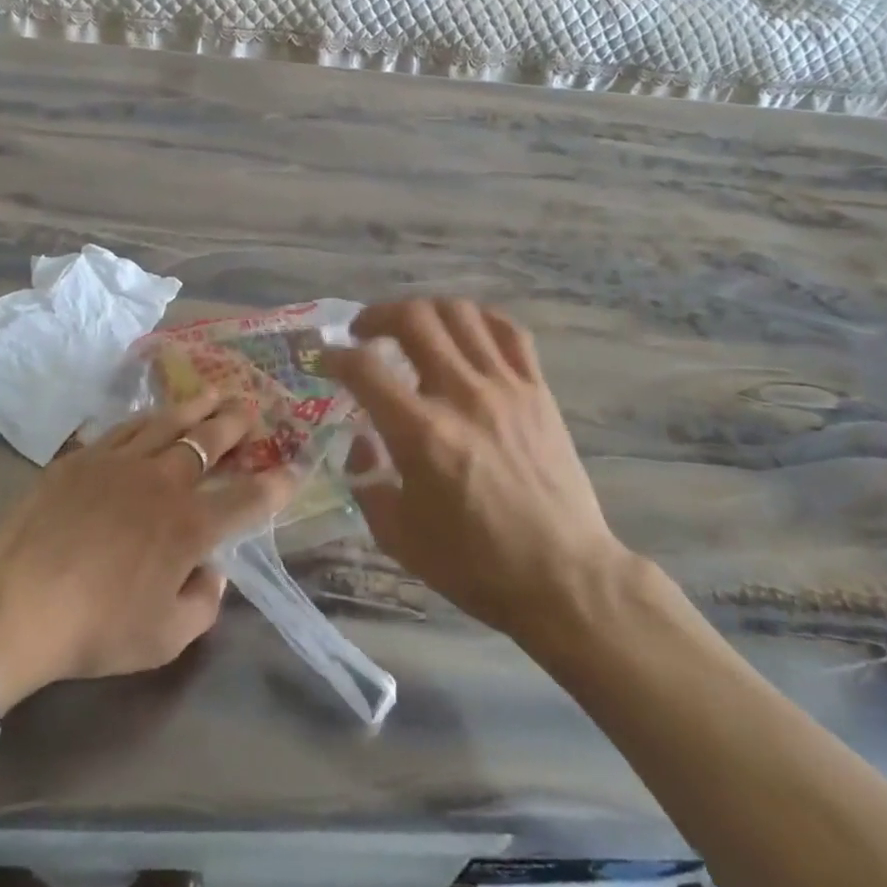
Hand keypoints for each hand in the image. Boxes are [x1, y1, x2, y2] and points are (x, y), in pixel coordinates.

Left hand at [0, 391, 289, 709]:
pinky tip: (153, 414)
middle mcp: (164, 482)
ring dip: (196, 407)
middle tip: (251, 407)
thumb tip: (213, 573)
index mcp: (191, 526)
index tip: (291, 470)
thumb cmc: (95, 628)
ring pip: (169, 423)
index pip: (247, 499)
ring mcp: (121, 462)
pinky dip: (148, 418)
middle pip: (210, 442)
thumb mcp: (164, 639)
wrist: (15, 603)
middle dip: (236, 423)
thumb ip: (202, 604)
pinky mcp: (83, 457)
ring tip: (213, 392)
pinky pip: (125, 428)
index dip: (275, 484)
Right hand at [324, 299, 626, 640]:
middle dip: (376, 316)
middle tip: (363, 333)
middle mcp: (461, 395)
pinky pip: (509, 332)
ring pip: (460, 314)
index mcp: (421, 433)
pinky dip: (480, 320)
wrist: (562, 576)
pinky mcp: (537, 390)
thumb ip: (366, 482)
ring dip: (424, 310)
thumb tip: (362, 442)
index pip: (365, 368)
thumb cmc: (475, 565)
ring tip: (411, 327)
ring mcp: (505, 387)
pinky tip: (465, 332)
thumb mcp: (398, 536)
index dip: (335, 356)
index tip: (325, 360)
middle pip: (413, 319)